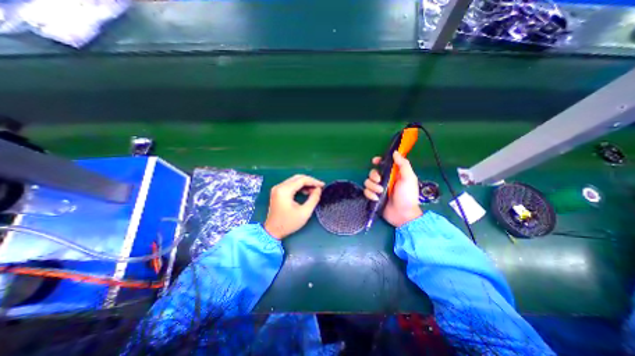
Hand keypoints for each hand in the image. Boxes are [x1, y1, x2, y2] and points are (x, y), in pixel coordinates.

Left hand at [263, 174, 323, 239]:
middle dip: (310, 181)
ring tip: (314, 191)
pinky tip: (306, 192)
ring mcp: (277, 188)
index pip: (301, 180)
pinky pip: (290, 185)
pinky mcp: (277, 192)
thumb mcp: (304, 212)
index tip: (323, 185)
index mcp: (284, 190)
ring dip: (305, 184)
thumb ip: (313, 199)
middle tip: (319, 187)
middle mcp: (279, 186)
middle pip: (297, 178)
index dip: (313, 181)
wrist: (272, 231)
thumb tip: (318, 189)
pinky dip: (299, 187)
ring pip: (294, 180)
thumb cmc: (288, 223)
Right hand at [362, 151, 420, 225]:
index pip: (383, 164)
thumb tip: (395, 153)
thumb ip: (403, 165)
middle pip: (372, 172)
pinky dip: (370, 194)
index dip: (378, 161)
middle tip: (379, 181)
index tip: (375, 161)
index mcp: (393, 174)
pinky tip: (376, 198)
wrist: (403, 214)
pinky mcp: (373, 197)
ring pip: (367, 182)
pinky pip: (366, 192)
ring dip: (372, 187)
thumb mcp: (409, 178)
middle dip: (374, 176)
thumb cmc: (407, 196)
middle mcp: (384, 180)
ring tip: (380, 192)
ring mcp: (378, 189)